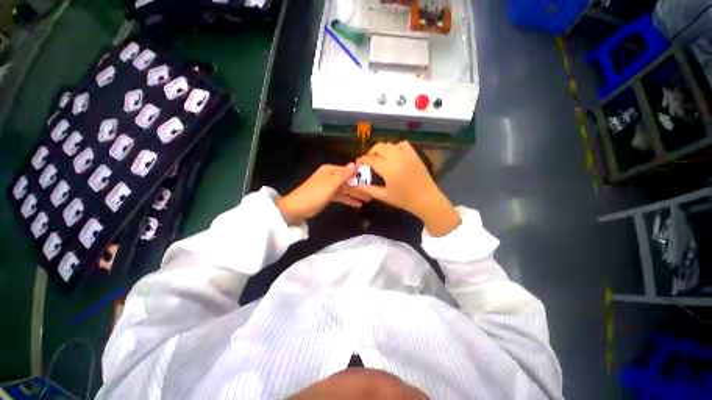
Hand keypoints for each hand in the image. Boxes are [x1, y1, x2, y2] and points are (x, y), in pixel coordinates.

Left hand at [276, 163, 370, 224]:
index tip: (371, 180)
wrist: (298, 208)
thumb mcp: (330, 184)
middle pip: (348, 180)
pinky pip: (341, 196)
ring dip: (356, 194)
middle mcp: (330, 177)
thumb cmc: (315, 194)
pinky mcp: (328, 196)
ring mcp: (329, 187)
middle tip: (372, 193)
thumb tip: (354, 164)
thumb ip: (343, 175)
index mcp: (330, 171)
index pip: (348, 170)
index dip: (359, 175)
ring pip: (345, 189)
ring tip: (368, 199)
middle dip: (359, 187)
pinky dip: (348, 199)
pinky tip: (358, 204)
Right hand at [358, 141, 459, 235]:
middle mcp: (397, 158)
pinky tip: (394, 154)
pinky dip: (395, 147)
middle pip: (379, 147)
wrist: (426, 199)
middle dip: (371, 152)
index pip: (371, 159)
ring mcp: (407, 155)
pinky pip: (403, 144)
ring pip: (390, 144)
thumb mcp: (384, 196)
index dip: (362, 160)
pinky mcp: (414, 155)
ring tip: (380, 157)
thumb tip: (356, 184)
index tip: (358, 163)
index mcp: (389, 169)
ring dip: (382, 149)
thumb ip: (368, 189)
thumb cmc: (404, 200)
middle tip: (368, 160)